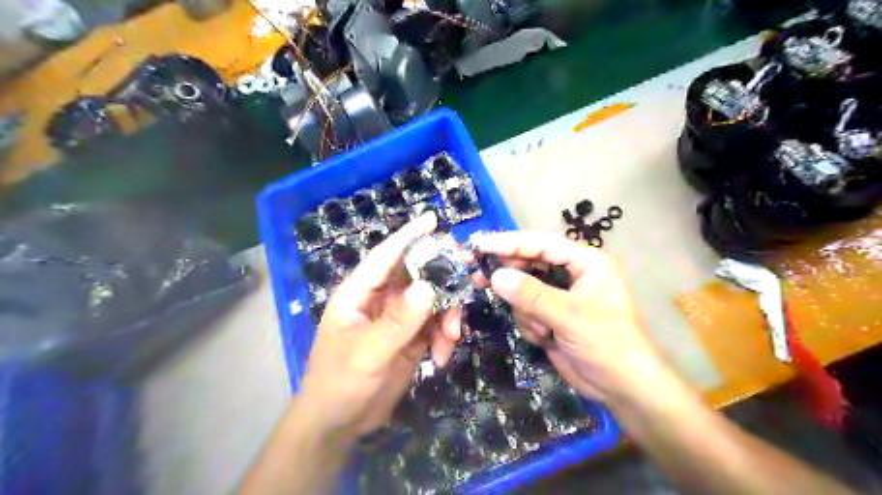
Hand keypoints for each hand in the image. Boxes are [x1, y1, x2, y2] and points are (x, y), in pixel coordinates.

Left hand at [297, 214, 461, 437]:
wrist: (340, 423)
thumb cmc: (340, 383)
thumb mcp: (368, 354)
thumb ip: (398, 321)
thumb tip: (429, 286)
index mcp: (359, 293)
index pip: (385, 256)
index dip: (408, 235)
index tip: (433, 219)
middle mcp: (380, 299)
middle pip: (417, 275)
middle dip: (444, 277)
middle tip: (471, 278)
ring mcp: (398, 318)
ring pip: (432, 300)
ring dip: (448, 316)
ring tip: (452, 338)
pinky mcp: (411, 337)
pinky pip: (435, 325)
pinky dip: (444, 337)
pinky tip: (443, 357)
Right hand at [477, 232, 669, 402]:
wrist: (622, 388)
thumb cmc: (608, 344)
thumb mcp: (570, 316)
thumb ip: (532, 295)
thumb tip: (495, 276)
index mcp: (584, 262)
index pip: (541, 244)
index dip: (509, 243)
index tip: (479, 245)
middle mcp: (570, 274)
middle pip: (528, 264)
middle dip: (510, 278)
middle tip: (479, 279)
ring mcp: (559, 297)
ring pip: (522, 291)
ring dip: (525, 311)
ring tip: (542, 330)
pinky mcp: (550, 317)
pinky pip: (525, 311)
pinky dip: (529, 325)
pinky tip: (545, 339)